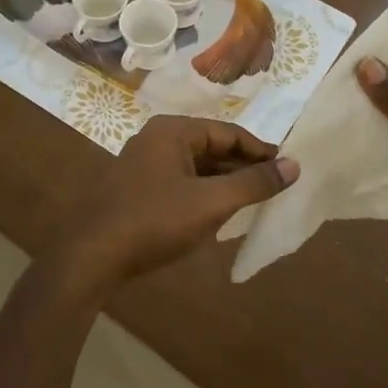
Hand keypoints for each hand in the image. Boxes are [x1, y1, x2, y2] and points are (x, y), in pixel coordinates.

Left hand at [49, 116, 297, 289]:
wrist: (92, 256)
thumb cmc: (155, 220)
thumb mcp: (211, 202)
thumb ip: (253, 183)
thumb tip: (294, 166)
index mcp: (173, 131)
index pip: (229, 132)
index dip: (261, 151)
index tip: (288, 169)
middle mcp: (157, 139)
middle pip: (212, 148)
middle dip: (243, 167)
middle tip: (275, 188)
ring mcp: (144, 165)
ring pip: (196, 167)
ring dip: (224, 183)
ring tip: (254, 201)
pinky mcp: (137, 190)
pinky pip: (181, 183)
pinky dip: (203, 194)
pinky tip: (219, 214)